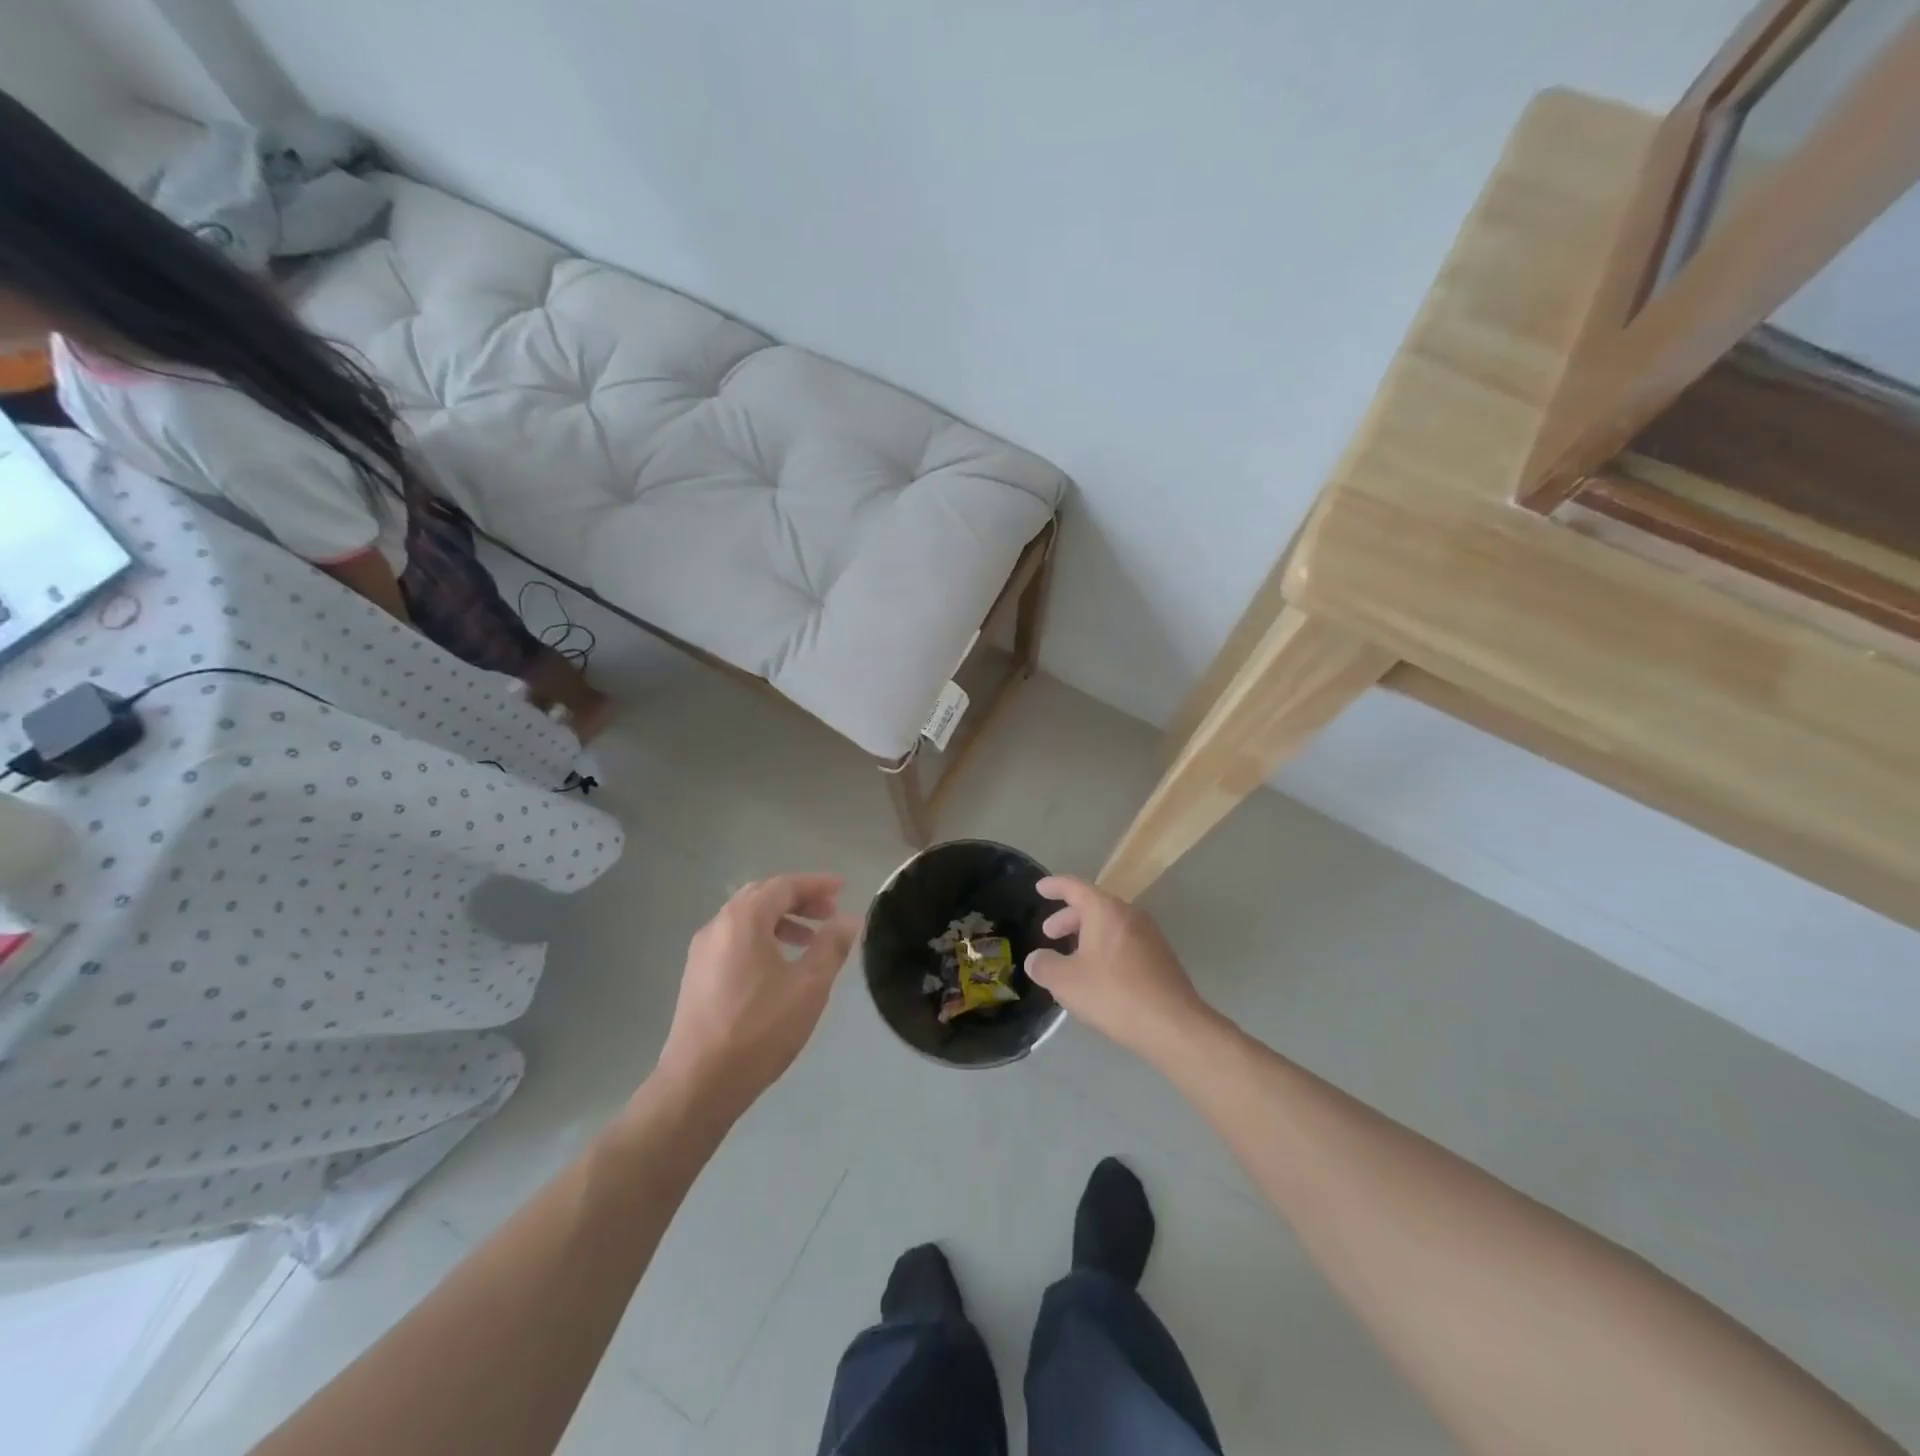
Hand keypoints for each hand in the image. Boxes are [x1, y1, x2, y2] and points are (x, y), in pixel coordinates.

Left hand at [655, 874, 859, 1117]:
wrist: (699, 1083)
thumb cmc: (759, 1029)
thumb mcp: (808, 986)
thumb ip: (831, 946)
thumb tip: (850, 920)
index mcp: (743, 920)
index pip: (784, 886)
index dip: (816, 884)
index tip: (843, 888)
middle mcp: (718, 926)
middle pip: (762, 896)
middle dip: (798, 899)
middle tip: (829, 913)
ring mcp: (702, 952)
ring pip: (746, 919)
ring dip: (780, 920)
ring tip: (810, 941)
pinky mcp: (697, 976)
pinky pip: (734, 940)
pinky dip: (762, 938)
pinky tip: (779, 966)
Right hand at [1025, 876, 1211, 1061]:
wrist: (1173, 1025)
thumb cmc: (1114, 994)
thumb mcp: (1066, 982)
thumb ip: (1044, 966)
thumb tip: (1035, 959)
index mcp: (1105, 910)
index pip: (1075, 887)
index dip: (1054, 886)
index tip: (1040, 888)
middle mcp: (1130, 914)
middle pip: (1094, 906)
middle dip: (1068, 918)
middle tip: (1050, 934)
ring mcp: (1150, 935)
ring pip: (1111, 925)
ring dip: (1087, 935)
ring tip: (1072, 956)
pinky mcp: (1161, 957)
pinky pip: (1125, 942)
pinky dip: (1106, 948)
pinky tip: (1099, 974)